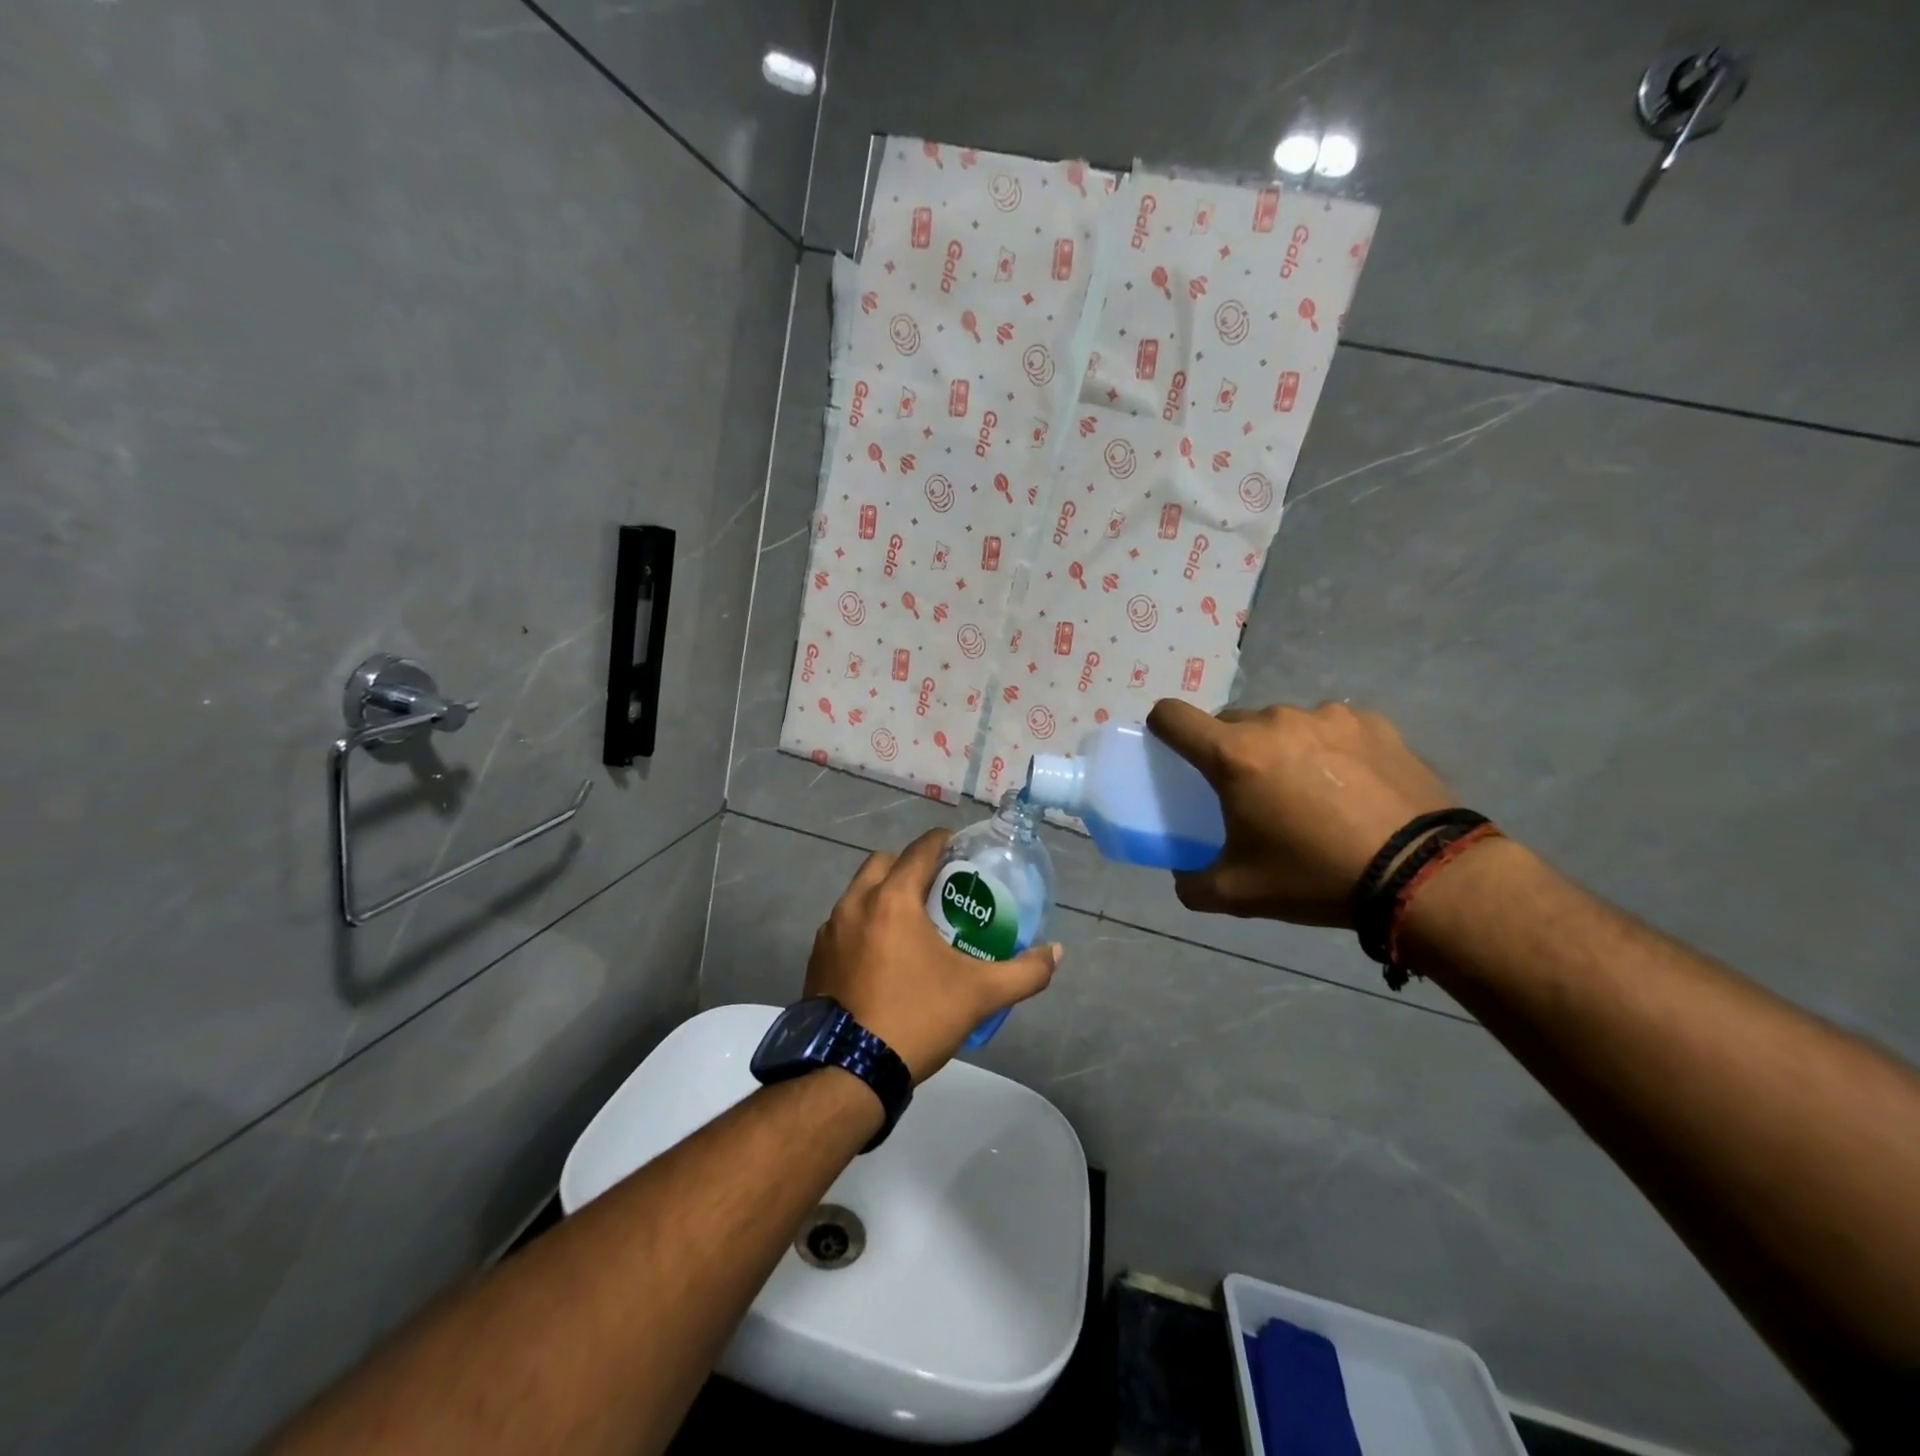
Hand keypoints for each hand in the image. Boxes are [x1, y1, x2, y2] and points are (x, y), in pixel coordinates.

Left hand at [804, 830, 1062, 1082]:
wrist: (849, 1073)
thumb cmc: (916, 1019)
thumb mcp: (979, 995)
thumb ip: (1024, 972)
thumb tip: (1056, 953)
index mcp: (892, 900)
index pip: (920, 849)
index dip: (943, 842)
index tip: (961, 850)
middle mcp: (854, 904)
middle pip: (884, 863)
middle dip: (910, 866)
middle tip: (937, 889)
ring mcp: (830, 931)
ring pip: (859, 892)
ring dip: (884, 894)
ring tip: (912, 922)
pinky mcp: (816, 958)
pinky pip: (844, 924)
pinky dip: (864, 924)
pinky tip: (883, 955)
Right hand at [1147, 699, 1455, 926]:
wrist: (1423, 874)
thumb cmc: (1315, 877)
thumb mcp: (1238, 893)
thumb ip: (1192, 882)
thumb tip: (1182, 875)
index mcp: (1234, 755)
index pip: (1172, 716)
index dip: (1161, 728)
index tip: (1172, 750)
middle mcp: (1275, 722)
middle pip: (1230, 723)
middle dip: (1231, 751)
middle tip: (1252, 792)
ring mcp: (1327, 716)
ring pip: (1282, 725)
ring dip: (1281, 749)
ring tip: (1311, 792)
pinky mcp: (1371, 722)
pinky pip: (1330, 728)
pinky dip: (1327, 750)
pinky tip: (1352, 787)